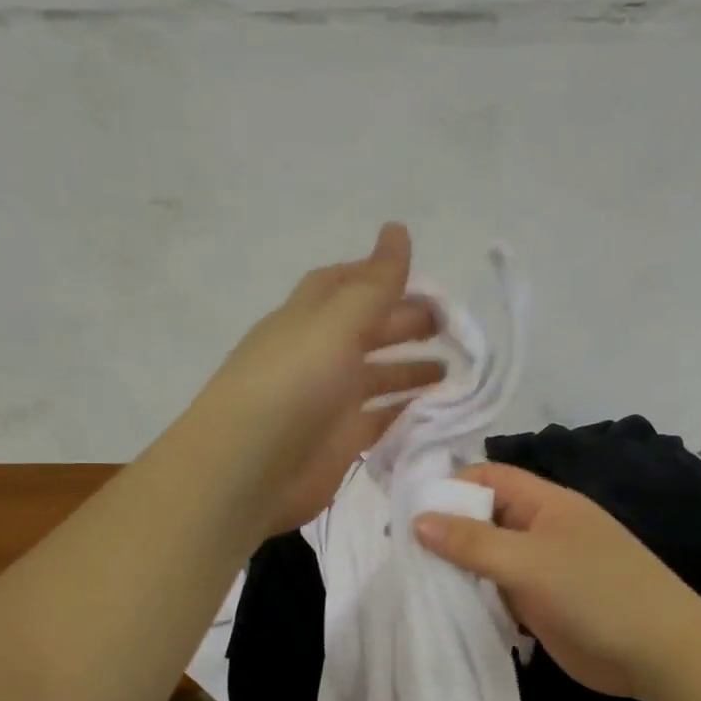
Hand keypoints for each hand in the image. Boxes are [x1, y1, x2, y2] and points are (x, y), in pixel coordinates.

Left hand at [189, 223, 443, 537]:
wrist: (248, 471)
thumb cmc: (291, 385)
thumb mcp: (336, 324)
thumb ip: (375, 284)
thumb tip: (398, 228)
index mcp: (308, 319)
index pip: (343, 285)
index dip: (379, 276)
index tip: (424, 281)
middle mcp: (318, 356)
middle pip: (367, 330)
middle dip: (406, 324)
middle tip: (451, 328)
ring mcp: (329, 402)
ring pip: (377, 377)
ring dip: (411, 370)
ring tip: (452, 371)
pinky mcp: (341, 443)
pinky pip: (380, 420)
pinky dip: (406, 412)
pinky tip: (436, 410)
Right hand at [412, 463, 700, 699]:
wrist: (659, 653)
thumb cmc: (595, 592)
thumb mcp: (528, 561)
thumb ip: (472, 541)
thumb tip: (418, 520)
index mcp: (545, 504)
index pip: (489, 478)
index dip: (451, 488)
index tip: (410, 515)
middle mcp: (542, 530)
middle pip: (485, 519)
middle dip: (448, 533)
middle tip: (403, 556)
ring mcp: (544, 570)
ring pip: (490, 560)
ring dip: (459, 571)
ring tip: (415, 585)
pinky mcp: (543, 606)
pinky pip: (501, 594)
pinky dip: (478, 600)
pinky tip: (448, 612)